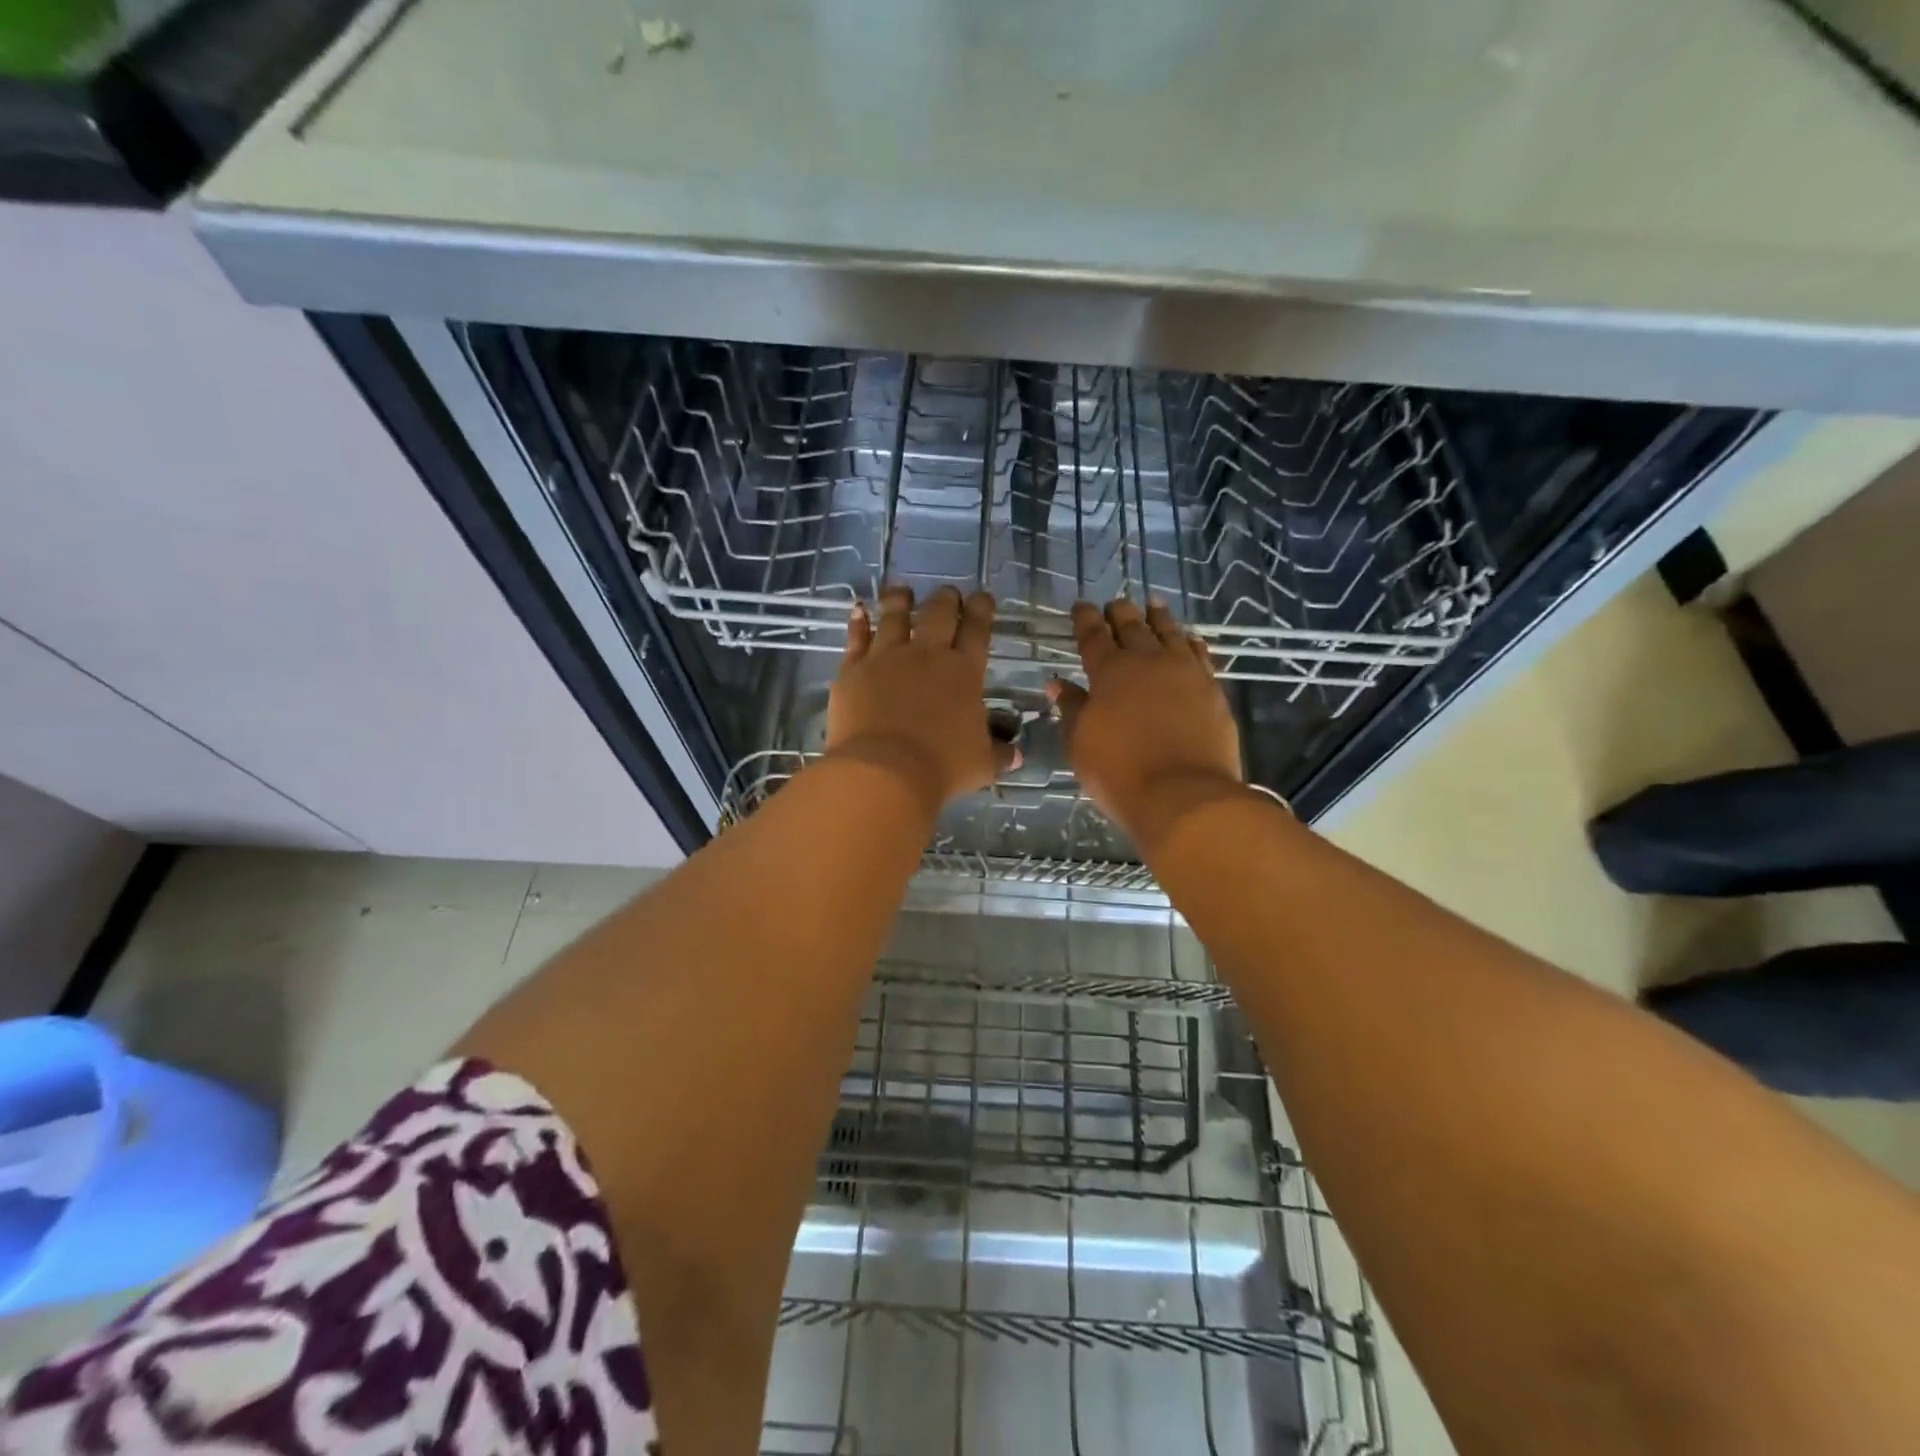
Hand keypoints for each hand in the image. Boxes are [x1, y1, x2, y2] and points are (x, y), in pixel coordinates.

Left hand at [826, 584, 1011, 816]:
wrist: (884, 771)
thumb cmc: (941, 767)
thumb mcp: (981, 764)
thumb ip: (999, 754)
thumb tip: (1015, 755)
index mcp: (964, 672)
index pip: (977, 630)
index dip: (981, 610)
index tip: (982, 598)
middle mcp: (926, 655)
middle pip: (938, 614)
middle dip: (945, 599)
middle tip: (947, 593)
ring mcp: (886, 657)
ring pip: (894, 616)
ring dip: (900, 600)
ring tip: (901, 590)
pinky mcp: (853, 669)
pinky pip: (856, 637)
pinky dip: (857, 622)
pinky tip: (857, 609)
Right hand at [1050, 599, 1244, 847]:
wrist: (1185, 796)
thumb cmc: (1120, 773)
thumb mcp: (1080, 744)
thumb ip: (1071, 709)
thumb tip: (1058, 683)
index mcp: (1110, 672)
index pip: (1093, 637)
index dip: (1086, 620)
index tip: (1081, 606)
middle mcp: (1148, 662)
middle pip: (1133, 627)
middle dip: (1120, 613)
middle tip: (1115, 603)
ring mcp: (1185, 673)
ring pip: (1170, 633)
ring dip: (1158, 618)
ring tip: (1153, 605)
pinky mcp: (1212, 690)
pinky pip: (1199, 654)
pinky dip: (1190, 642)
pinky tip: (1189, 639)